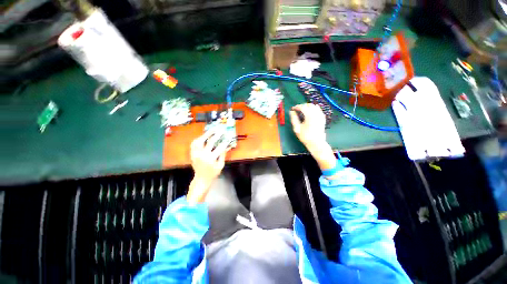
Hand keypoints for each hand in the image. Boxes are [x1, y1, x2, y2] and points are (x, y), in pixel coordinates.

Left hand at [187, 131, 228, 203]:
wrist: (201, 179)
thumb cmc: (213, 173)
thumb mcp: (220, 165)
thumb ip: (223, 154)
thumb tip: (227, 146)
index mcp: (210, 159)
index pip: (219, 148)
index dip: (224, 142)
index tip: (228, 137)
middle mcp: (202, 155)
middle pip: (209, 142)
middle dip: (216, 135)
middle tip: (220, 130)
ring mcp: (196, 154)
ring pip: (199, 141)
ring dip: (205, 135)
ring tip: (211, 130)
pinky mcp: (192, 154)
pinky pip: (193, 144)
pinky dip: (198, 139)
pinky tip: (203, 136)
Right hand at [290, 103, 336, 174]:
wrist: (316, 143)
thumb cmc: (305, 136)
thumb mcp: (297, 128)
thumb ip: (294, 119)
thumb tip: (291, 112)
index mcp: (309, 115)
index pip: (303, 107)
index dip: (297, 106)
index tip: (293, 109)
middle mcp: (316, 114)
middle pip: (309, 105)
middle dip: (302, 105)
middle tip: (297, 109)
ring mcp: (320, 116)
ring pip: (315, 106)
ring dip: (308, 106)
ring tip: (303, 110)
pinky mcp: (322, 118)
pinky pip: (319, 110)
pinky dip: (314, 109)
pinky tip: (311, 111)